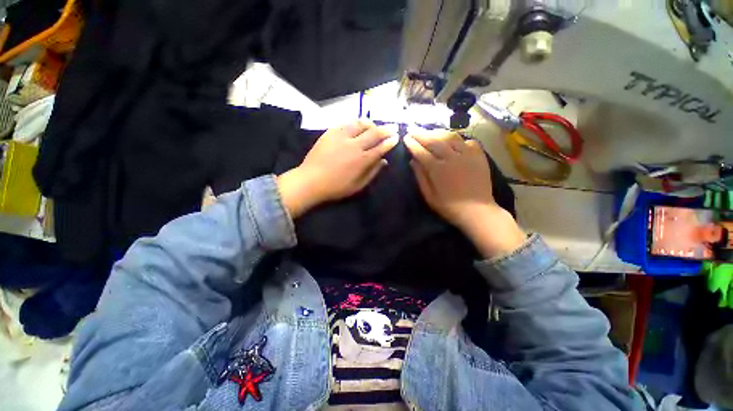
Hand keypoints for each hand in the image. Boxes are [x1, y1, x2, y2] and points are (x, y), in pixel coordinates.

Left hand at [277, 121, 398, 217]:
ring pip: (360, 124)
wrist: (311, 181)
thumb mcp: (358, 186)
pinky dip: (355, 123)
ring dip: (371, 123)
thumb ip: (372, 172)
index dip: (390, 142)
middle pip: (374, 133)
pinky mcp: (330, 132)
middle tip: (391, 128)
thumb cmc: (336, 187)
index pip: (381, 147)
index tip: (396, 138)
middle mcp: (354, 145)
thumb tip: (383, 161)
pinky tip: (357, 125)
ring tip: (374, 125)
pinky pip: (346, 123)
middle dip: (385, 129)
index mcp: (362, 160)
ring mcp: (341, 136)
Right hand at [404, 129, 524, 256]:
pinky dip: (459, 139)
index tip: (405, 137)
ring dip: (438, 132)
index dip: (412, 144)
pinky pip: (468, 141)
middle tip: (413, 130)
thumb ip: (420, 177)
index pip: (421, 152)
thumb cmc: (449, 207)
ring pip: (451, 136)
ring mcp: (467, 155)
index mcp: (438, 169)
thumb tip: (412, 161)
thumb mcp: (429, 196)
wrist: (477, 211)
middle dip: (421, 134)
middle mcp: (452, 158)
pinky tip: (453, 141)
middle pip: (434, 140)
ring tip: (430, 132)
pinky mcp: (479, 156)